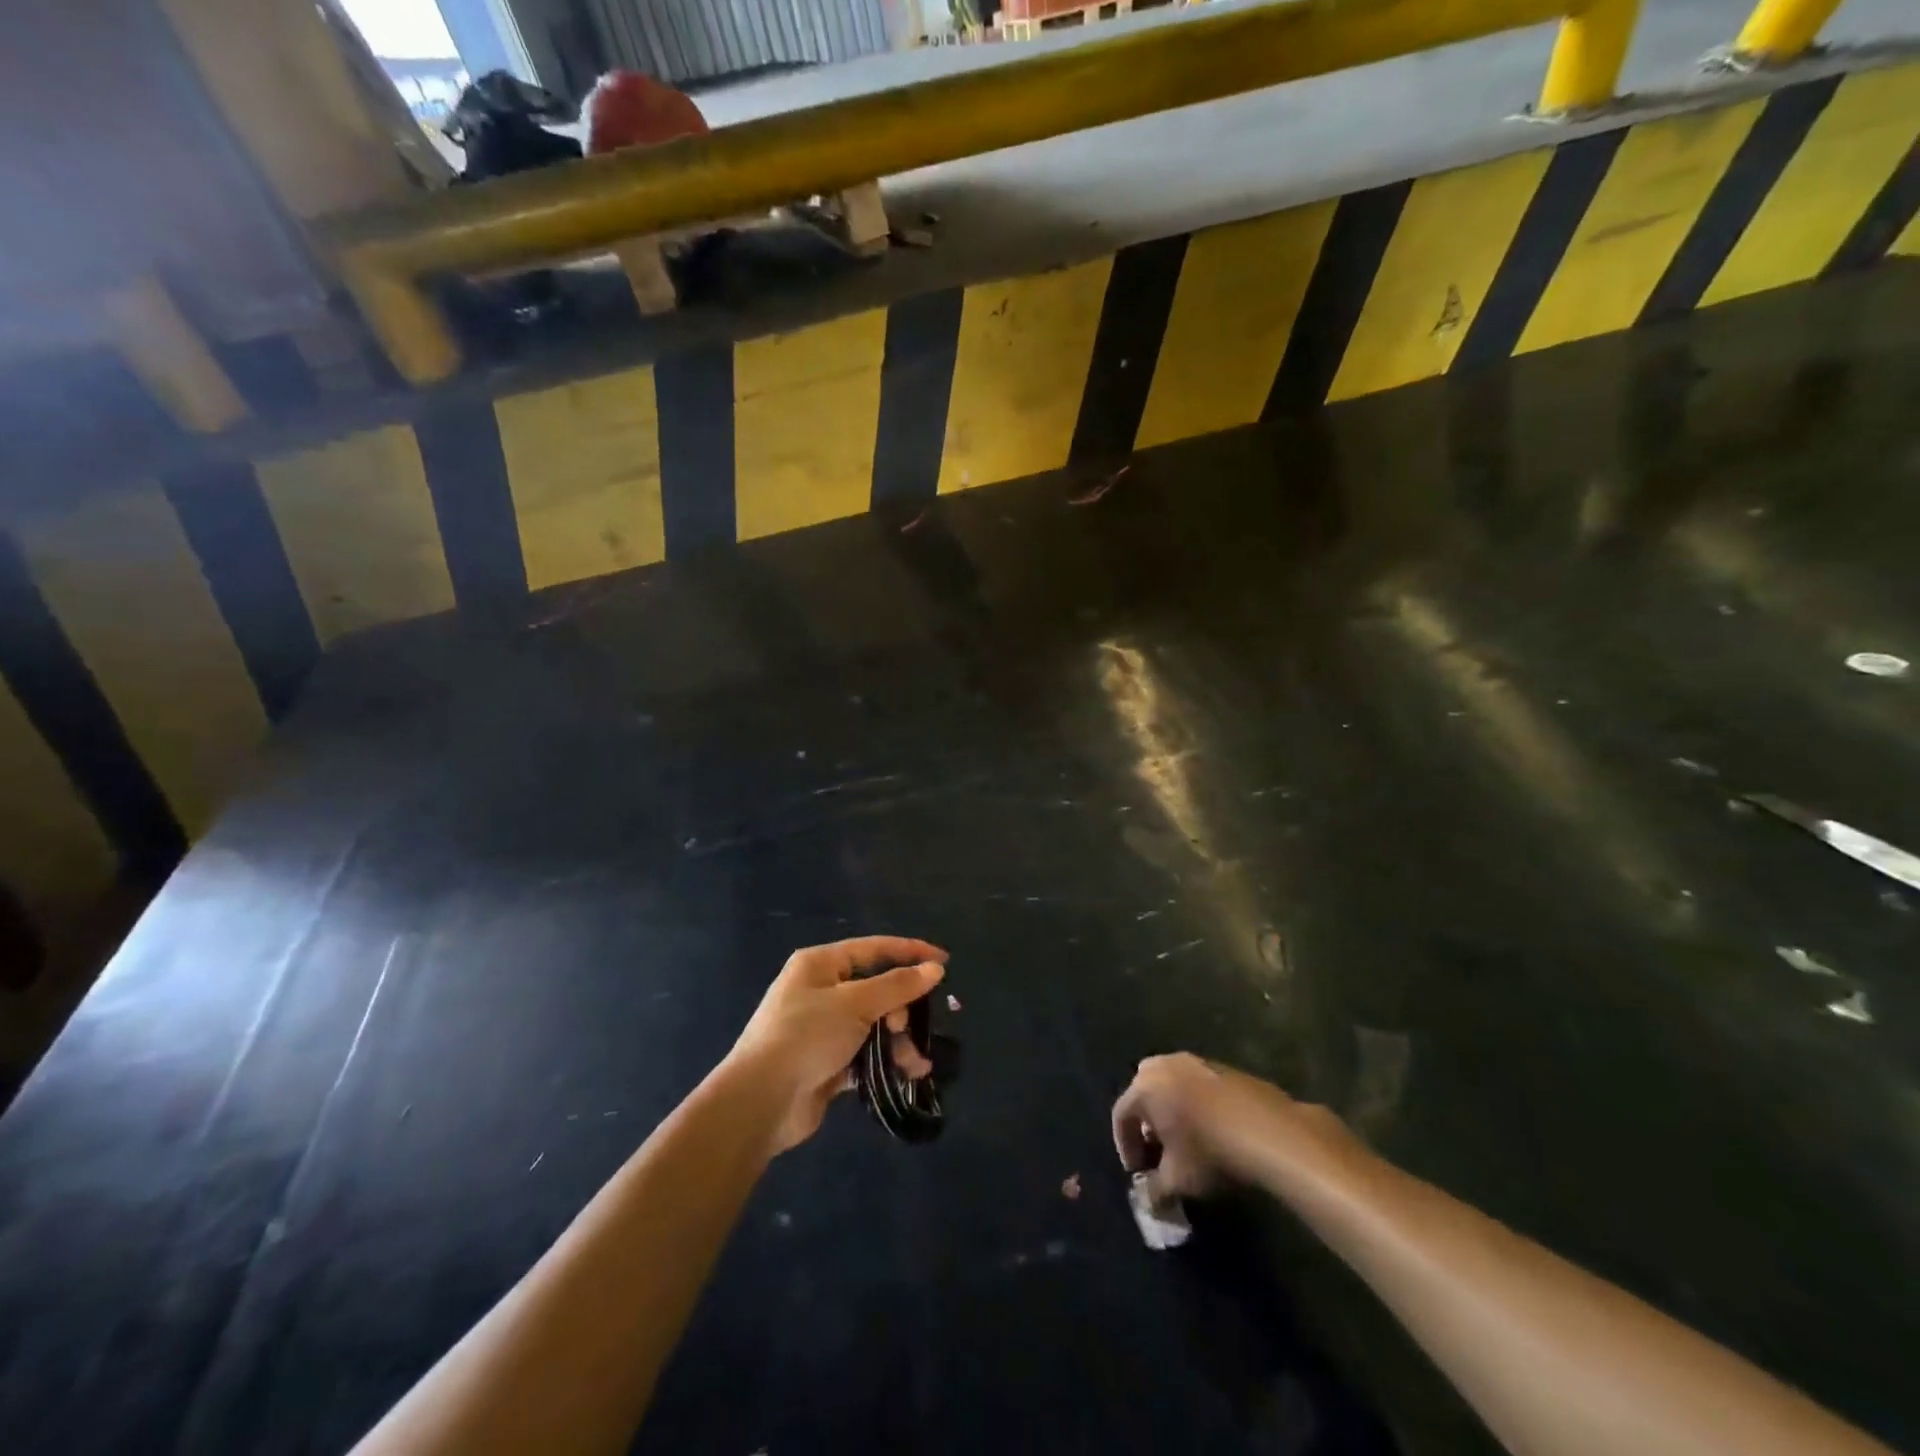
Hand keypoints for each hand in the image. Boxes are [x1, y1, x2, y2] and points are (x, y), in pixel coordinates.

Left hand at [729, 936, 946, 1152]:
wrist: (760, 1102)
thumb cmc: (806, 1036)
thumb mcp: (854, 1004)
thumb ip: (897, 986)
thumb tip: (935, 969)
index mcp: (820, 964)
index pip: (874, 949)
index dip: (910, 952)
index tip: (945, 962)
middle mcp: (820, 990)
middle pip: (876, 989)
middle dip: (901, 1008)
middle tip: (910, 1025)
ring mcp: (823, 1028)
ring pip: (874, 1024)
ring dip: (898, 1040)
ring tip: (914, 1062)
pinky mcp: (827, 1062)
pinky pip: (866, 1053)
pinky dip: (886, 1061)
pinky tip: (908, 1074)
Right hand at [1112, 1053, 1347, 1199]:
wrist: (1268, 1131)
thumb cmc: (1210, 1153)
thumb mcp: (1178, 1181)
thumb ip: (1154, 1190)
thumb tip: (1148, 1199)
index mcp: (1144, 1087)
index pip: (1121, 1115)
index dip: (1125, 1146)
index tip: (1137, 1172)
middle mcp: (1164, 1065)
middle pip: (1143, 1093)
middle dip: (1146, 1122)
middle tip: (1158, 1151)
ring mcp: (1195, 1061)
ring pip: (1171, 1085)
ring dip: (1171, 1110)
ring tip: (1185, 1140)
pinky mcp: (1222, 1066)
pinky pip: (1196, 1085)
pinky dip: (1195, 1104)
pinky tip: (1212, 1130)